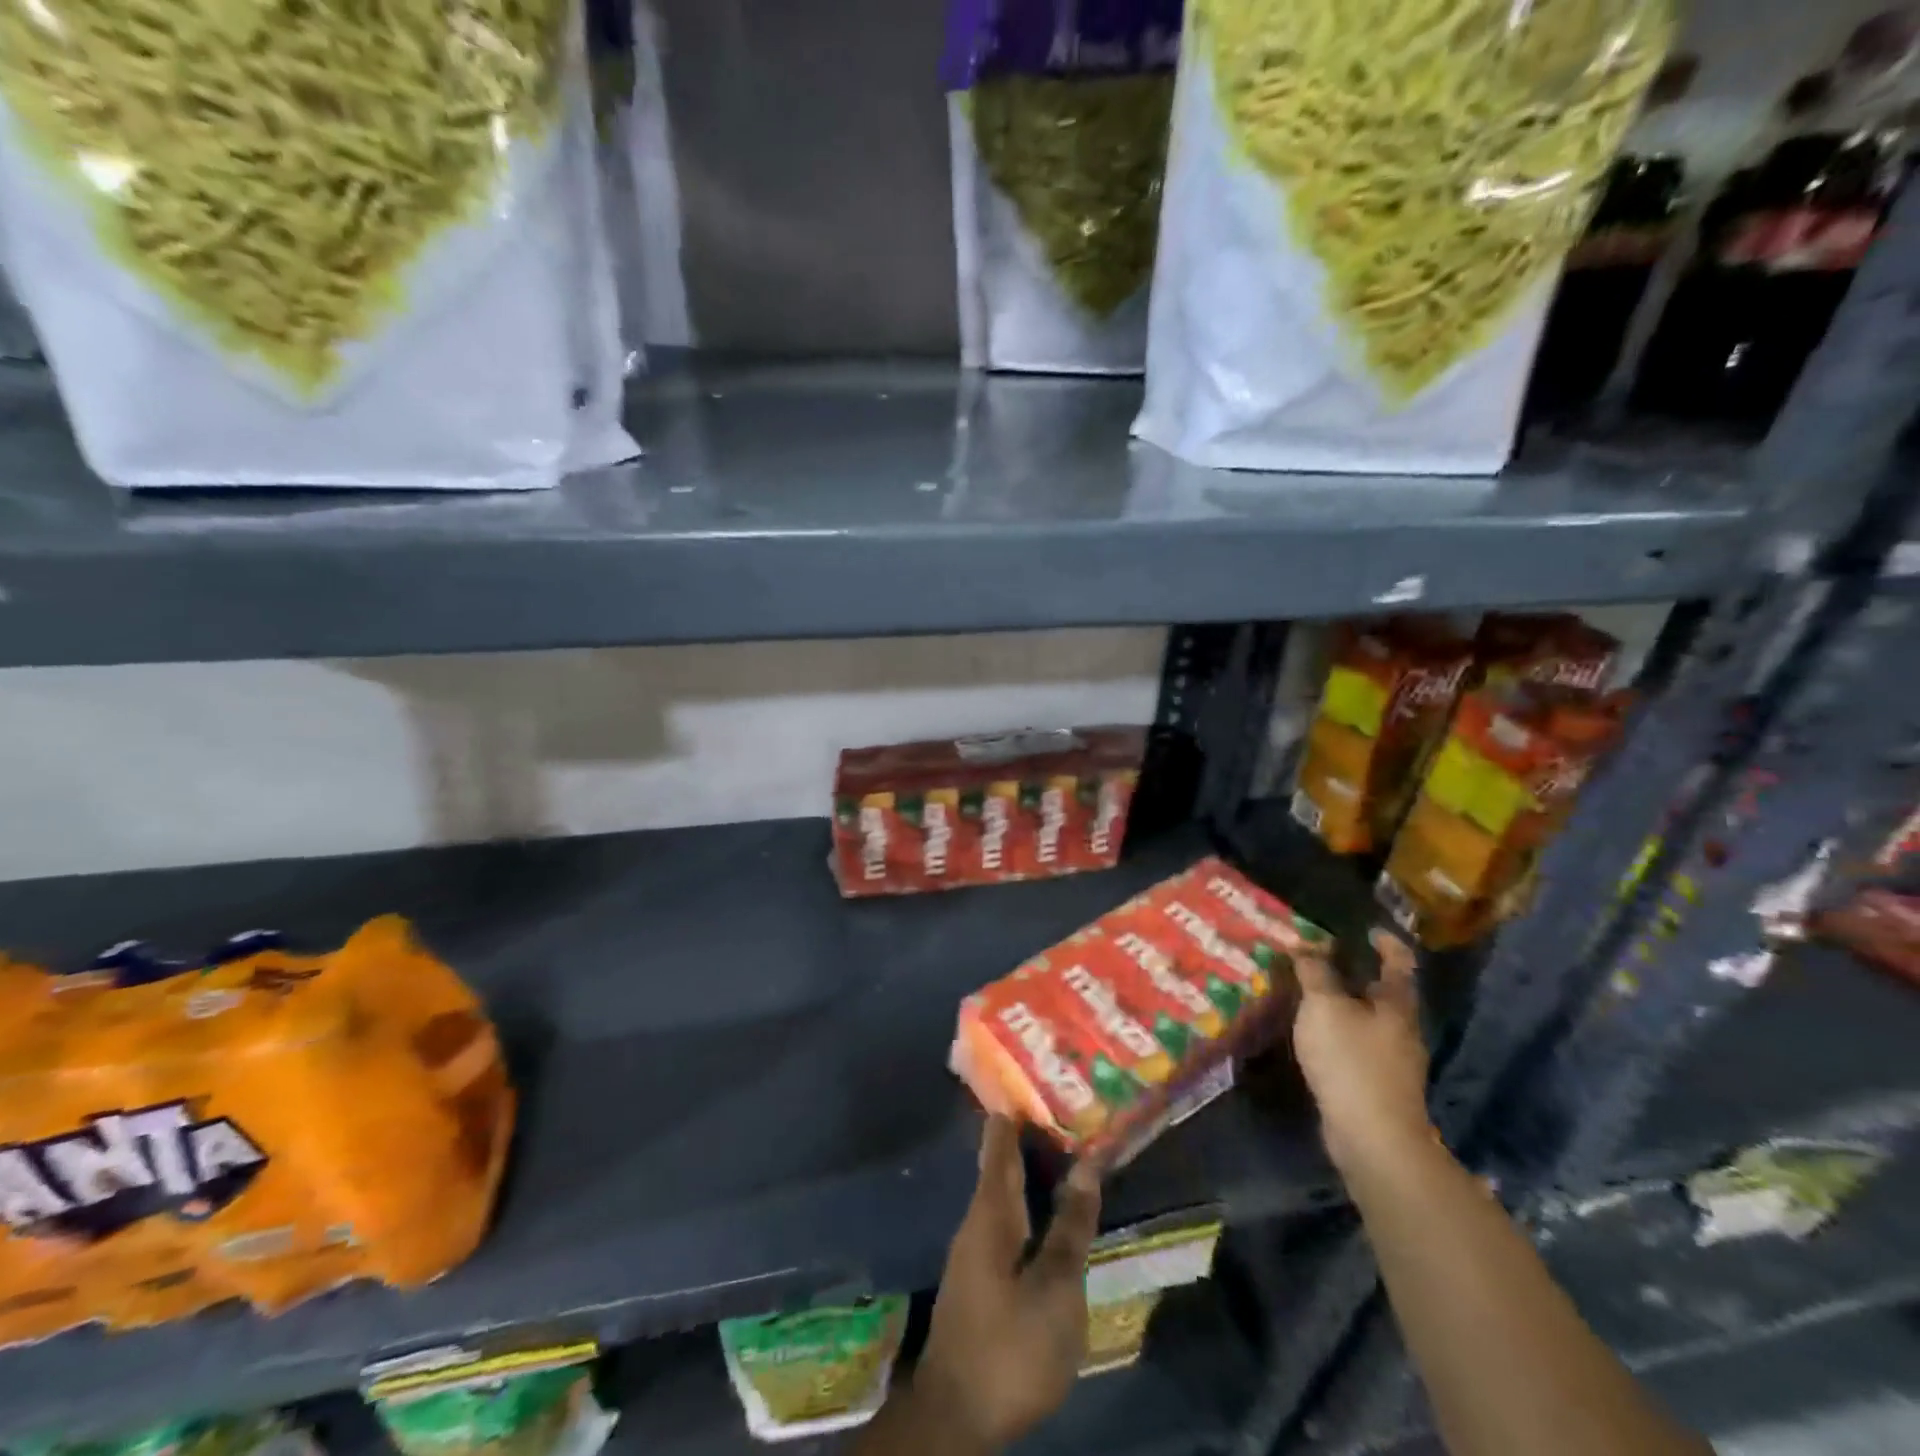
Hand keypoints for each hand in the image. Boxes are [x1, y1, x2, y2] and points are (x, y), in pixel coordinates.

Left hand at [915, 1115, 1101, 1451]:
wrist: (956, 1417)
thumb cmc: (1010, 1345)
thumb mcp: (1054, 1288)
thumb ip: (1070, 1225)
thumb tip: (1087, 1163)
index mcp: (991, 1210)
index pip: (1001, 1141)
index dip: (1017, 1109)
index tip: (1036, 1076)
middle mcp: (978, 1218)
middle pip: (1002, 1164)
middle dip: (1028, 1135)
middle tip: (1063, 1105)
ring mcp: (976, 1248)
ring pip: (1005, 1192)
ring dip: (1031, 1169)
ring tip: (1064, 1148)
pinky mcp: (981, 1276)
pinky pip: (1007, 1218)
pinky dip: (1029, 1201)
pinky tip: (1048, 1209)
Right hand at [1292, 930, 1434, 1177]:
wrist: (1373, 1137)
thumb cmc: (1351, 1060)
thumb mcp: (1324, 1006)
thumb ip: (1314, 972)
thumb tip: (1305, 945)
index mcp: (1396, 1004)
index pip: (1398, 963)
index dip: (1386, 943)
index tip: (1369, 930)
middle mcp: (1401, 1029)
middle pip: (1383, 993)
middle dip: (1356, 975)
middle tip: (1321, 960)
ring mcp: (1393, 1061)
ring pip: (1368, 1021)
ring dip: (1344, 1005)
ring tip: (1310, 994)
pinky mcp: (1378, 1085)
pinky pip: (1357, 1045)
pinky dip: (1339, 1032)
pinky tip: (1316, 1035)